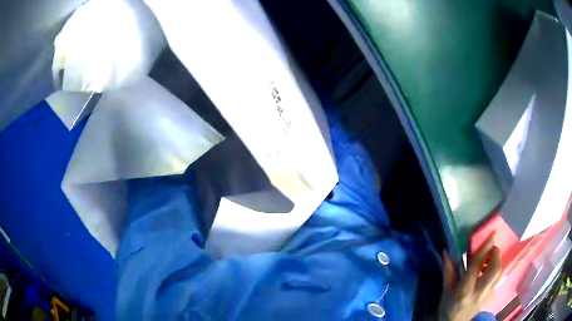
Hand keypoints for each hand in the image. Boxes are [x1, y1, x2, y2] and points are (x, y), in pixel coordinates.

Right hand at [438, 233, 501, 320]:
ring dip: (497, 261)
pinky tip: (488, 271)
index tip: (493, 234)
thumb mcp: (445, 291)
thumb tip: (445, 251)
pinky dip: (496, 270)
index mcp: (465, 290)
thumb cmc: (448, 307)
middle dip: (496, 254)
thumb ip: (448, 271)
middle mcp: (479, 292)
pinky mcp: (492, 296)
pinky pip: (498, 278)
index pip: (477, 266)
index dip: (486, 249)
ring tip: (489, 259)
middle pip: (495, 269)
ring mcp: (487, 295)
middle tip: (491, 249)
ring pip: (499, 273)